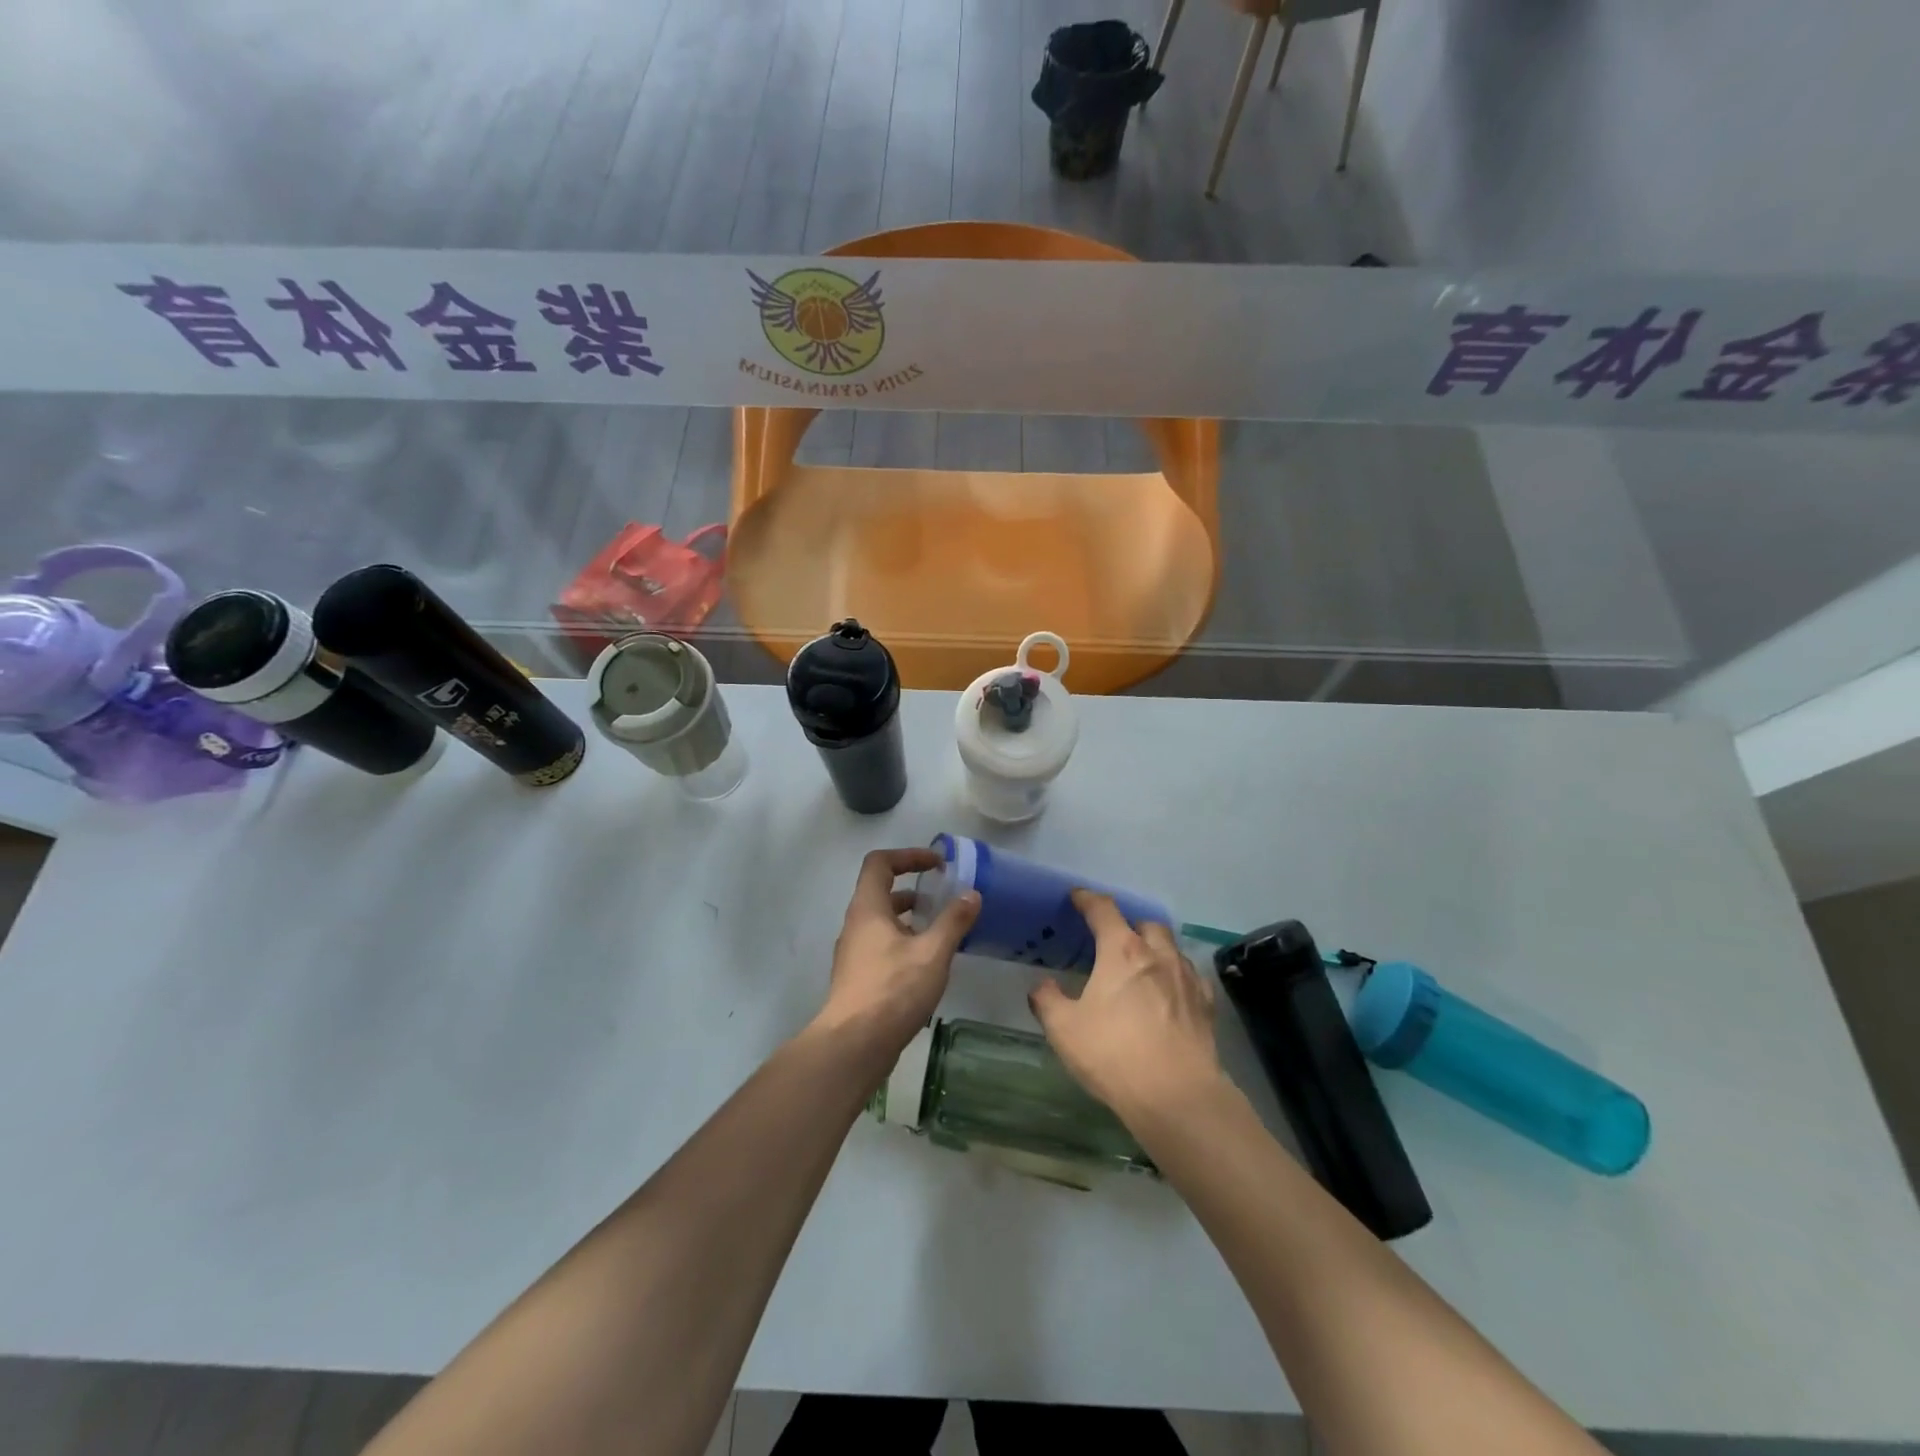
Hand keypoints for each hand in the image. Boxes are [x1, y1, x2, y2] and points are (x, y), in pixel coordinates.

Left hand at [812, 847, 979, 1068]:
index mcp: (868, 908)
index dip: (908, 856)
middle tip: (943, 896)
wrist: (854, 1045)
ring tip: (940, 929)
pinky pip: (882, 945)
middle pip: (880, 891)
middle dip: (913, 888)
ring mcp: (854, 953)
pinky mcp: (859, 977)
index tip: (937, 863)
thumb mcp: (932, 953)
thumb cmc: (892, 990)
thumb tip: (972, 894)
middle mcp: (856, 925)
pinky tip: (928, 963)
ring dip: (910, 918)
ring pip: (882, 922)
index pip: (879, 863)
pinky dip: (904, 942)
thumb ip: (953, 921)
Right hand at [1029, 890, 1223, 1121]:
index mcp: (1122, 951)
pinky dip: (1177, 976)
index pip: (1104, 910)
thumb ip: (1048, 1001)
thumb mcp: (1064, 1029)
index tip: (1078, 897)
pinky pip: (1191, 977)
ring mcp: (1187, 978)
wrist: (1177, 1095)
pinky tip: (1171, 993)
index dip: (1088, 900)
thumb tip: (1042, 986)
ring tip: (1142, 967)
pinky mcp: (1206, 1005)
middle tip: (1113, 941)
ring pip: (1172, 948)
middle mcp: (1158, 954)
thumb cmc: (1114, 1054)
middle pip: (1145, 924)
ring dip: (1156, 949)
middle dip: (1129, 926)